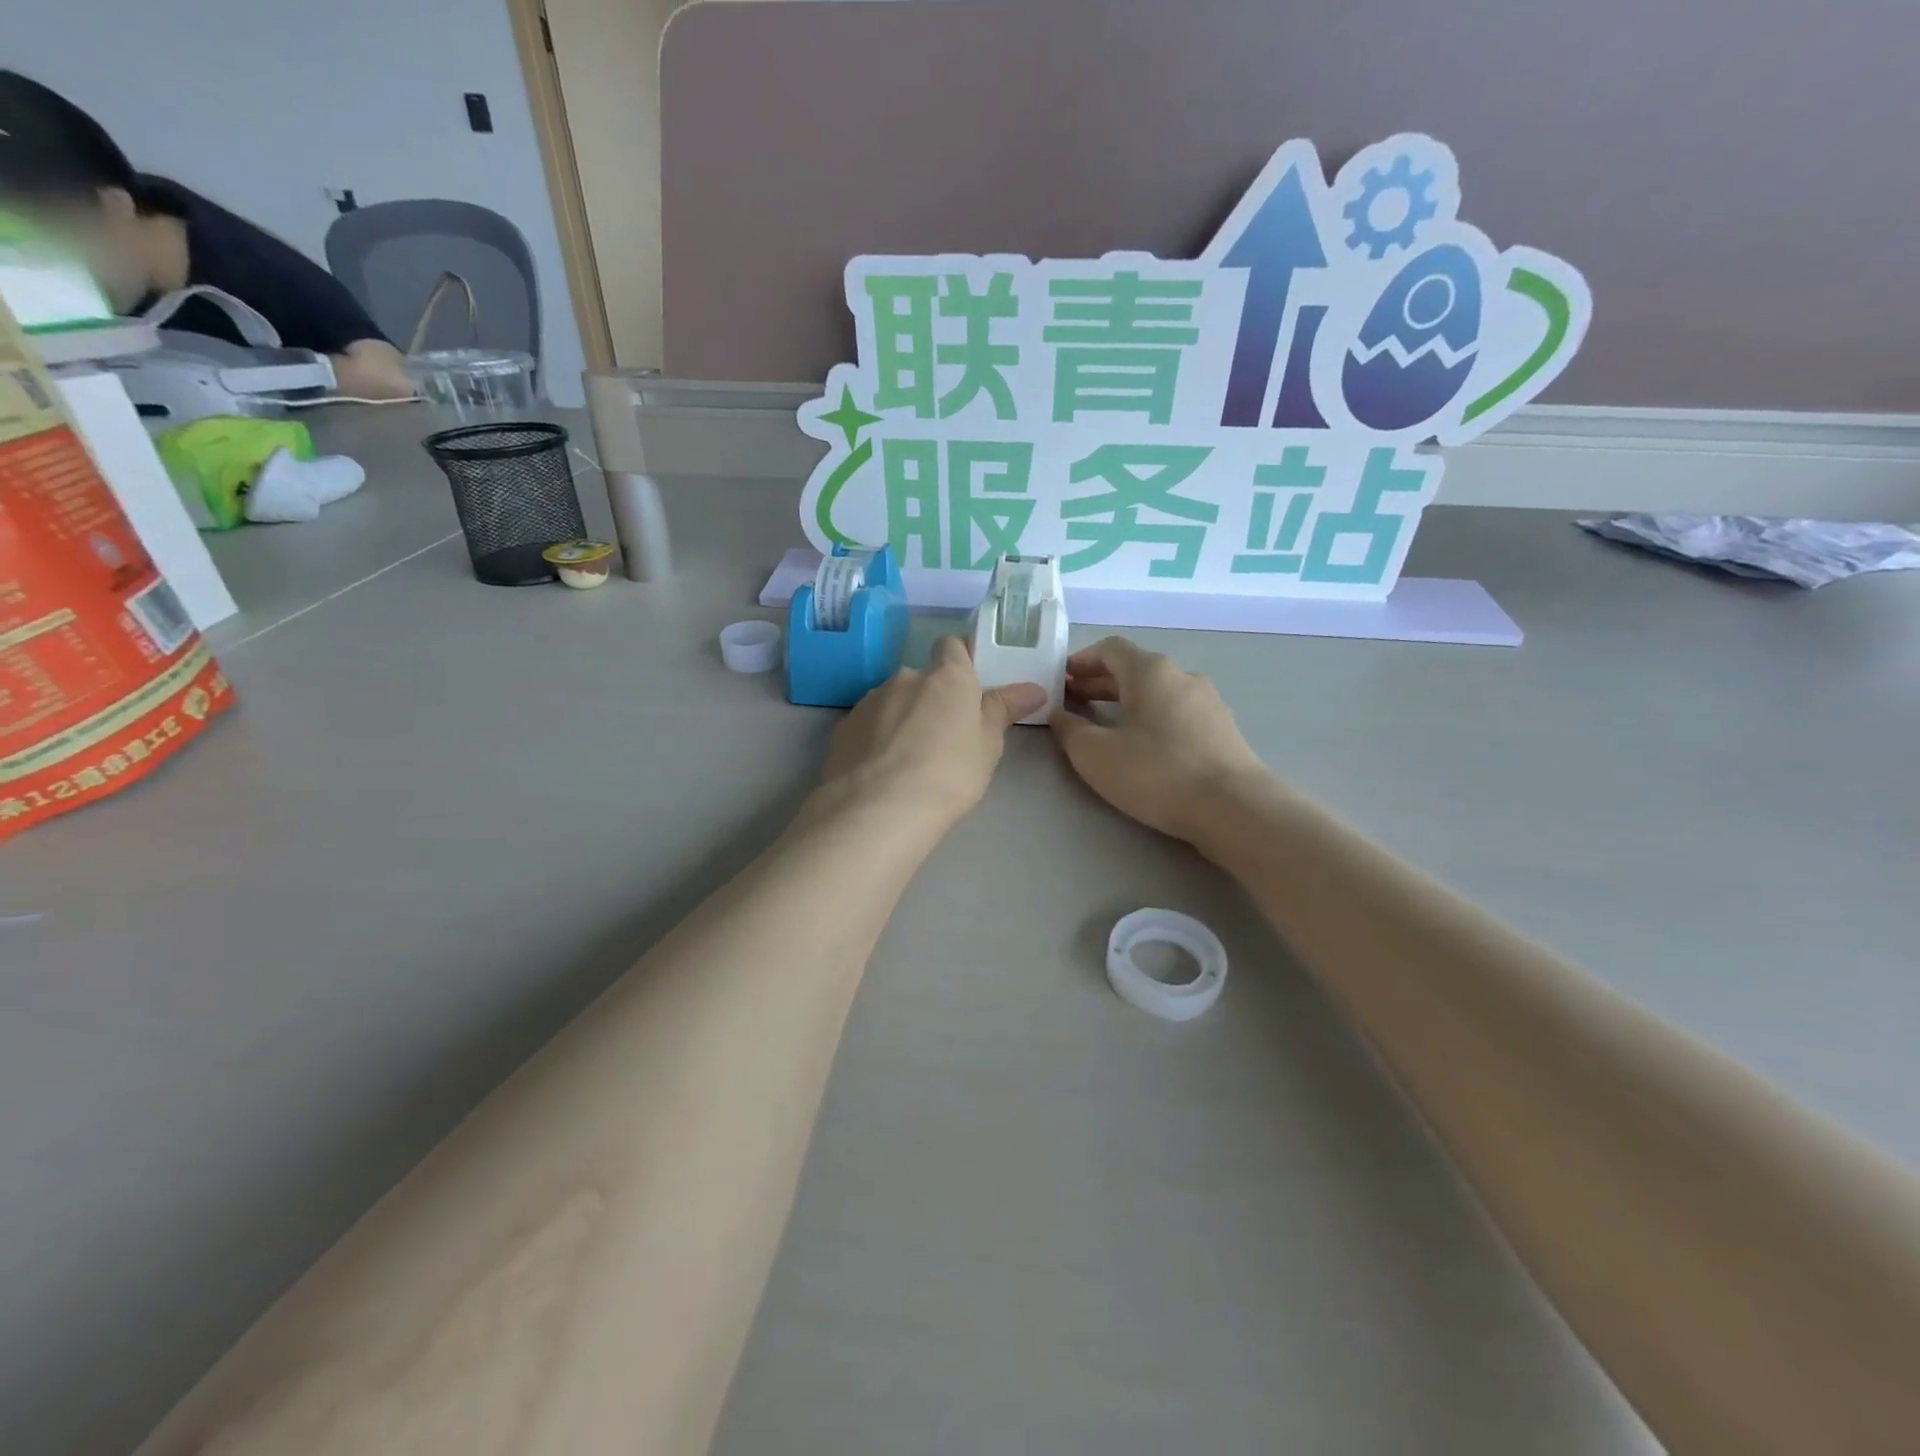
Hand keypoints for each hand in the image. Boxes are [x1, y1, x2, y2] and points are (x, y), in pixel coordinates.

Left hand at [817, 636, 1046, 827]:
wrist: (878, 809)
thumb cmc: (948, 775)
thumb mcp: (987, 746)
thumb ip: (1004, 710)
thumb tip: (1034, 688)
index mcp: (947, 677)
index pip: (953, 646)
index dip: (961, 661)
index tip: (968, 687)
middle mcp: (906, 677)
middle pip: (922, 679)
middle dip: (930, 699)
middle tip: (942, 738)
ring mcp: (870, 700)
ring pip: (892, 701)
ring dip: (901, 719)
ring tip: (907, 761)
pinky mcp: (843, 726)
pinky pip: (868, 725)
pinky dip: (876, 739)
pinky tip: (880, 771)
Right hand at [1050, 637, 1271, 844]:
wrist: (1234, 807)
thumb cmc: (1157, 772)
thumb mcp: (1095, 754)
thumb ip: (1070, 730)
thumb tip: (1058, 714)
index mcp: (1150, 671)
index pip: (1110, 649)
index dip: (1081, 660)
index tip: (1061, 679)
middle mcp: (1182, 676)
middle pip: (1134, 669)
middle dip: (1100, 682)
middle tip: (1073, 702)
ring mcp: (1208, 702)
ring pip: (1157, 691)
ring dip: (1126, 701)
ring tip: (1105, 724)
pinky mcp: (1222, 729)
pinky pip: (1177, 711)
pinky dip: (1151, 717)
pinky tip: (1143, 745)